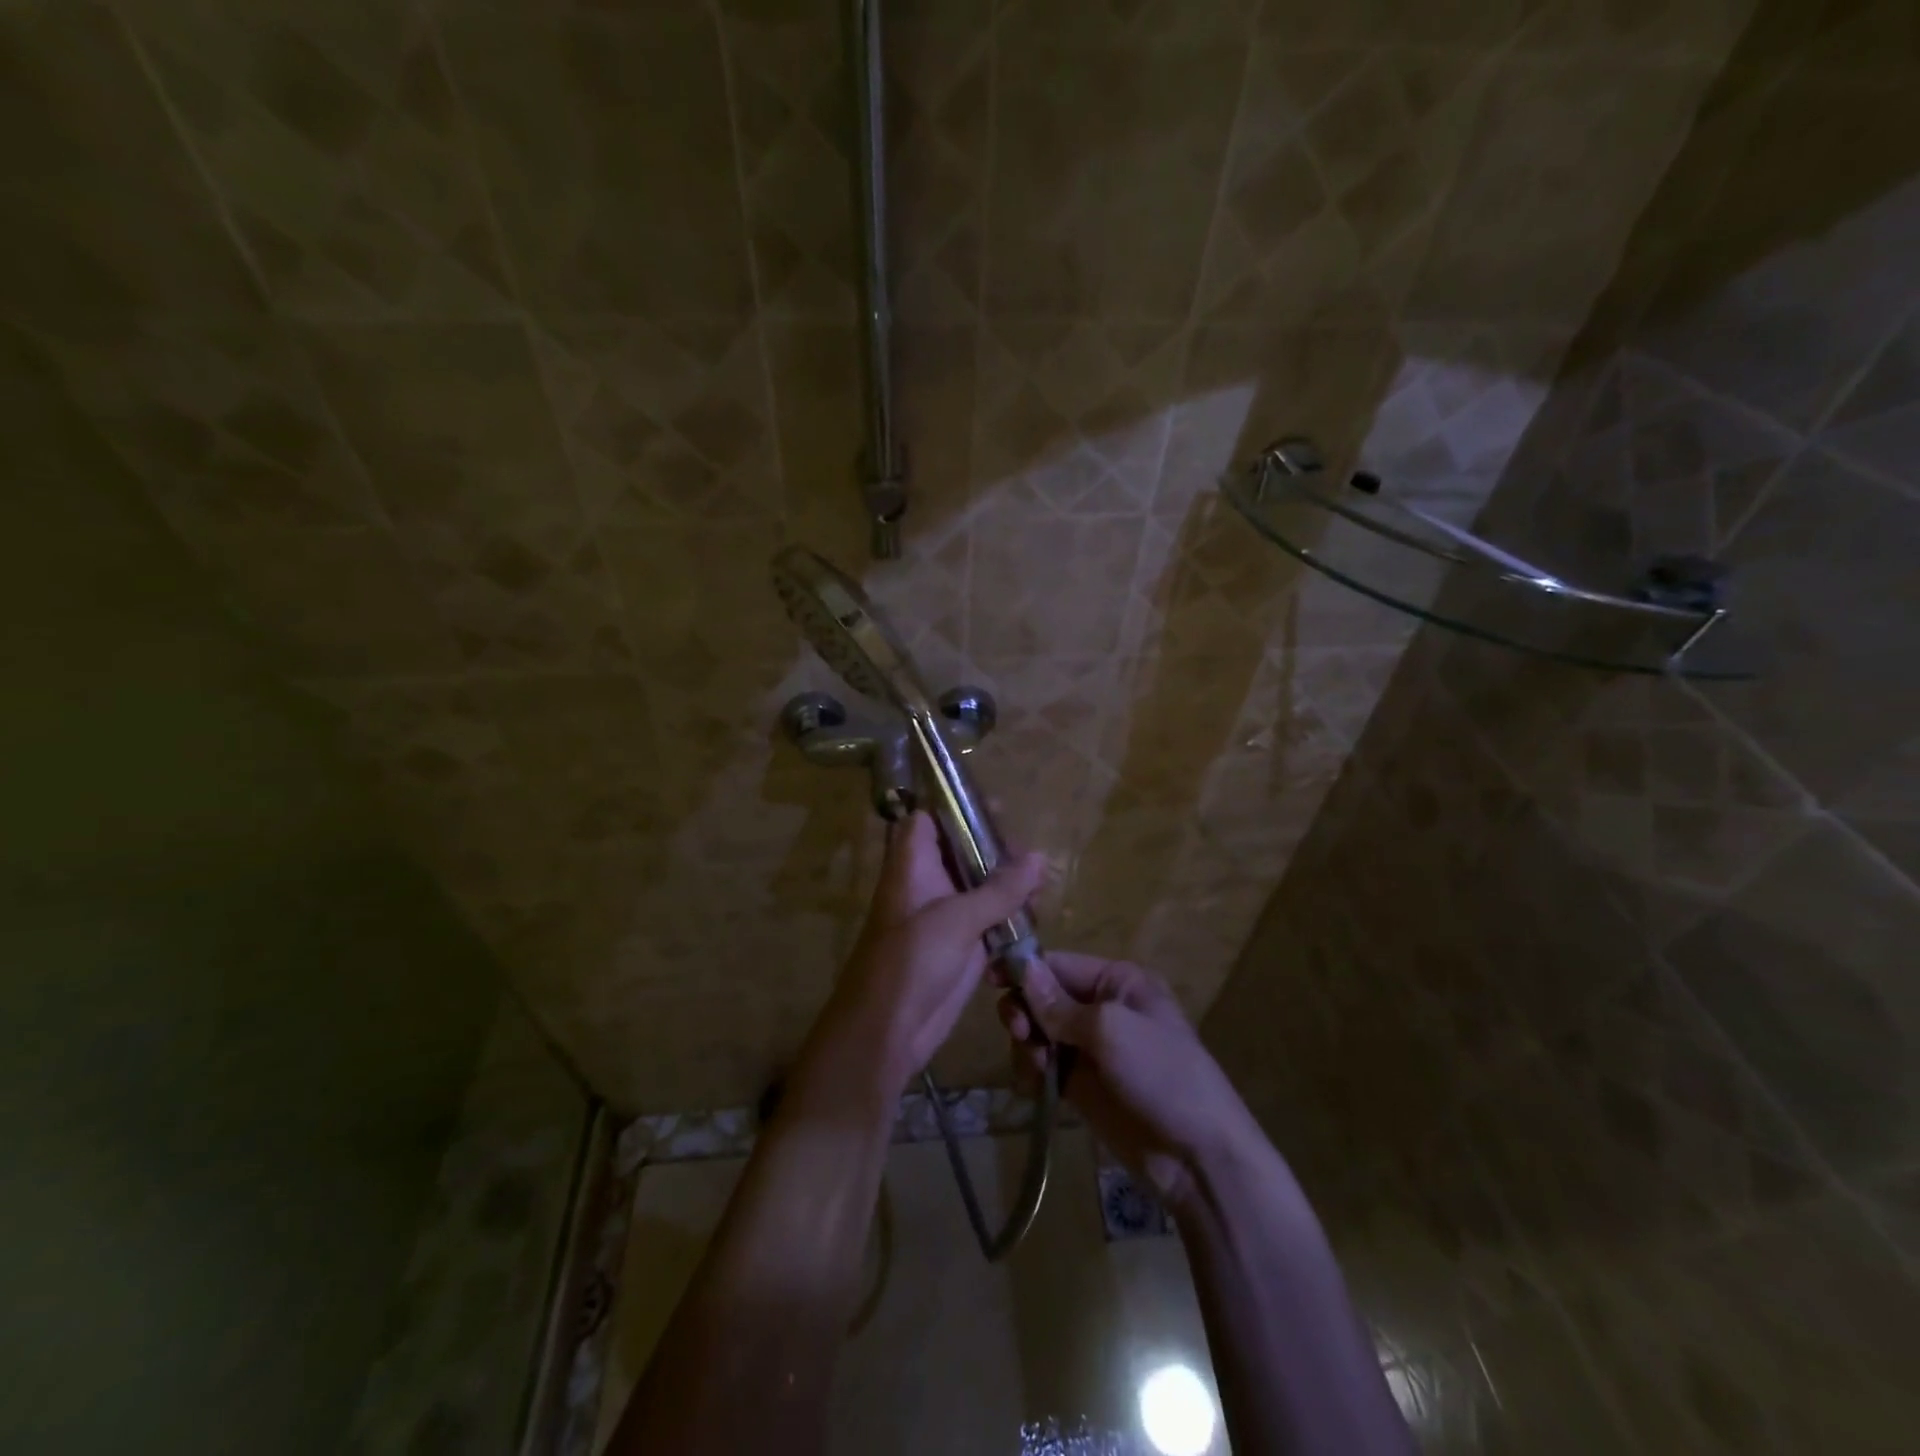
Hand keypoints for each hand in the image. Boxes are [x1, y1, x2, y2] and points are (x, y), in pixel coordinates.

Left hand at [808, 812, 1047, 1099]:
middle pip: (962, 852)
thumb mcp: (957, 919)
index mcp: (913, 866)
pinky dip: (1010, 918)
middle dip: (997, 850)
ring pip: (980, 887)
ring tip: (1043, 886)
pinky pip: (989, 921)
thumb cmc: (910, 962)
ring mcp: (945, 916)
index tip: (996, 808)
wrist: (888, 1031)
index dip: (956, 808)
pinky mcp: (962, 946)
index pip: (927, 820)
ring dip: (1009, 886)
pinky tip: (1036, 918)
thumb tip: (1040, 857)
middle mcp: (929, 885)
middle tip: (1031, 855)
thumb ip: (1000, 889)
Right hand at [1001, 952, 1263, 1214]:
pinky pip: (1043, 1065)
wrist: (1198, 1157)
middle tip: (1019, 1033)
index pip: (1058, 964)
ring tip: (1037, 1068)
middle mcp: (1101, 1007)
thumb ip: (1060, 1004)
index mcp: (1117, 981)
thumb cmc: (1162, 1075)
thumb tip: (1022, 967)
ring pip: (1038, 1032)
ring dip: (1027, 1045)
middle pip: (1043, 997)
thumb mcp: (1111, 1030)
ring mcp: (1090, 1048)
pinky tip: (1035, 1088)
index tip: (990, 980)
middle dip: (1025, 1012)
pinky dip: (1031, 1072)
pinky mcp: (1081, 1085)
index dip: (1024, 970)